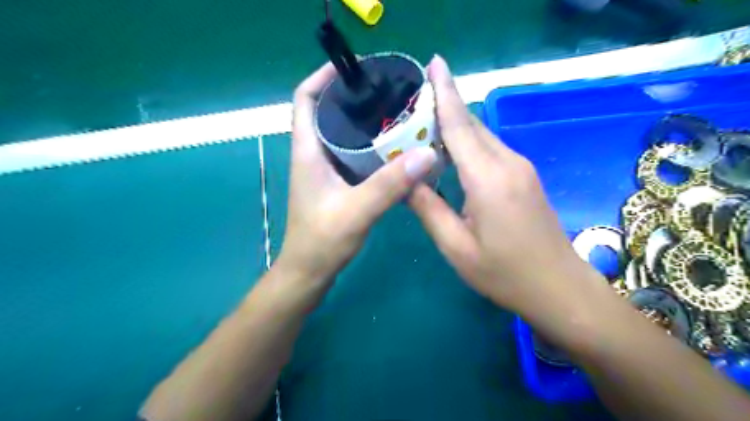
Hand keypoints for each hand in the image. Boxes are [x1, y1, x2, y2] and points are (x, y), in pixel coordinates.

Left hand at [274, 63, 440, 289]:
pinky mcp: (335, 183)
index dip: (322, 77)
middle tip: (387, 91)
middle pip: (327, 111)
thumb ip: (390, 184)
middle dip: (352, 96)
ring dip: (363, 121)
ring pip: (341, 133)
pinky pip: (352, 154)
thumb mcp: (357, 210)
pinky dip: (369, 146)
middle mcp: (313, 154)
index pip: (304, 99)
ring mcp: (324, 170)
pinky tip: (393, 149)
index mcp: (308, 151)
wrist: (310, 271)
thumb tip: (427, 153)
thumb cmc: (322, 240)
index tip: (353, 68)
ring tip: (395, 114)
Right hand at [408, 56, 595, 313]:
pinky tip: (449, 152)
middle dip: (444, 105)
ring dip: (454, 126)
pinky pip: (490, 149)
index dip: (444, 92)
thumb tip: (406, 179)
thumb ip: (428, 209)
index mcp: (487, 179)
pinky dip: (467, 143)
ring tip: (424, 124)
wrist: (559, 288)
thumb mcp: (456, 247)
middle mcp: (507, 162)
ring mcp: (520, 167)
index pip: (458, 125)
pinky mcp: (524, 176)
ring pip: (481, 135)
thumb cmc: (504, 274)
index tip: (434, 63)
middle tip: (414, 100)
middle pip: (470, 124)